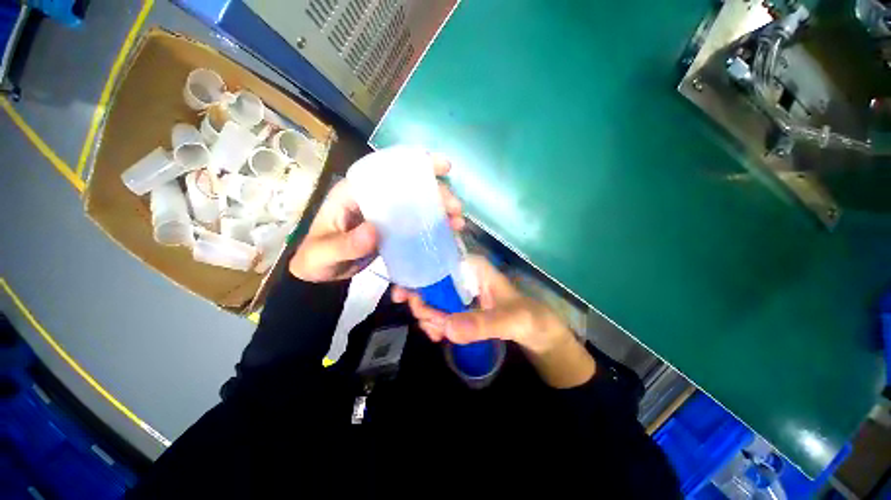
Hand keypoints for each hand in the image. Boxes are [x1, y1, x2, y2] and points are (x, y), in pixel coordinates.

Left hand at [290, 155, 464, 281]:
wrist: (320, 275)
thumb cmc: (317, 259)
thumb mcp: (325, 253)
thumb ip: (346, 244)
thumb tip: (375, 231)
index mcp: (354, 193)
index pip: (387, 170)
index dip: (416, 164)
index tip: (442, 167)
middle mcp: (374, 198)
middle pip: (409, 187)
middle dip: (436, 192)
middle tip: (456, 207)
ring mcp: (385, 214)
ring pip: (417, 204)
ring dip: (439, 208)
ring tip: (457, 220)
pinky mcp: (392, 229)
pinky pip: (416, 222)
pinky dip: (433, 225)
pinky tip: (447, 231)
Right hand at [392, 256, 572, 354]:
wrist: (538, 333)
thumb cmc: (530, 317)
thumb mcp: (511, 320)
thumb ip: (482, 323)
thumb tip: (447, 326)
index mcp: (472, 266)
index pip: (437, 262)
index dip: (416, 275)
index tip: (403, 297)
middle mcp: (462, 275)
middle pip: (428, 281)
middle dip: (421, 303)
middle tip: (428, 323)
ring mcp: (459, 292)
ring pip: (430, 299)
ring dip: (426, 317)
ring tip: (437, 334)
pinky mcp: (460, 307)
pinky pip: (438, 313)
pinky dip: (434, 324)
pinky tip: (440, 336)